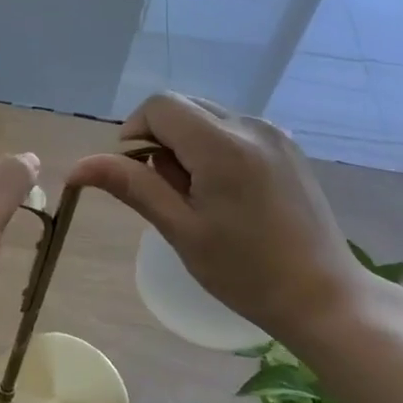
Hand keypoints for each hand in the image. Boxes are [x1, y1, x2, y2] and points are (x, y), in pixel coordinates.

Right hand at [68, 94, 377, 347]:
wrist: (324, 296)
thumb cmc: (245, 272)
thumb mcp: (181, 230)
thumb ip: (132, 186)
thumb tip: (78, 166)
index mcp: (223, 145)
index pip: (160, 106)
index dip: (135, 131)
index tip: (137, 174)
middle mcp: (251, 125)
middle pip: (183, 107)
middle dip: (161, 140)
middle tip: (169, 192)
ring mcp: (274, 134)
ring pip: (207, 117)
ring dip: (187, 145)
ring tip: (199, 197)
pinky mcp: (287, 146)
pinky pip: (233, 130)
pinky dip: (214, 149)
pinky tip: (226, 194)